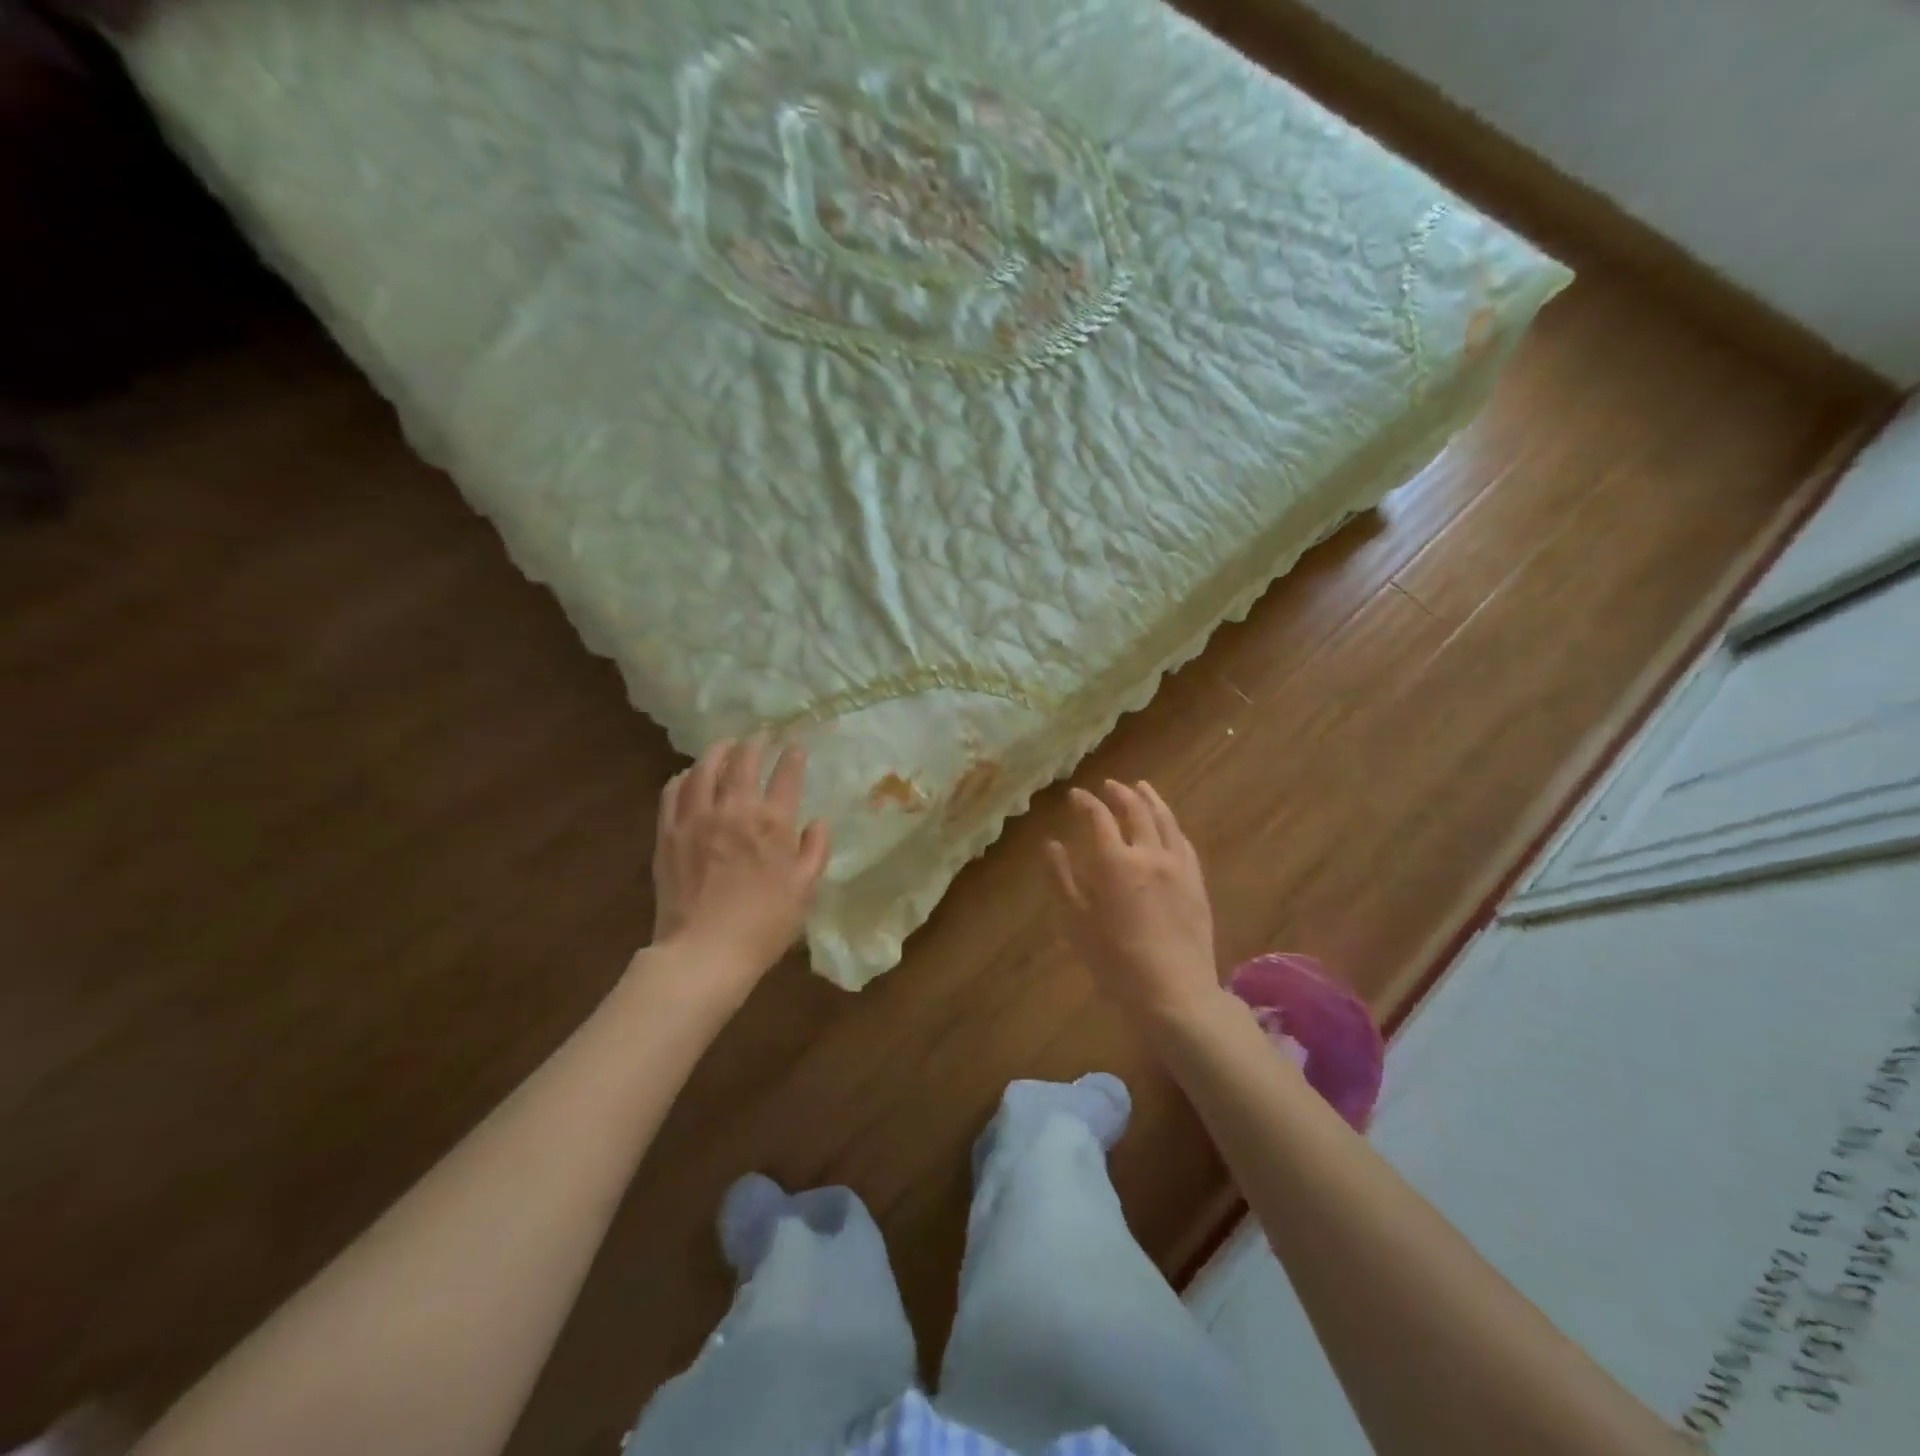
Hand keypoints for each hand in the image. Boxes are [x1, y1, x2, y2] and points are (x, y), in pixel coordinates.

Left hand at [648, 737, 829, 997]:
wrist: (705, 952)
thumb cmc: (765, 924)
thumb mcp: (805, 890)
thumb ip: (815, 850)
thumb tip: (817, 822)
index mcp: (772, 823)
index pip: (786, 776)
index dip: (792, 757)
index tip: (794, 747)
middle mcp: (733, 810)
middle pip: (743, 761)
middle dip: (754, 743)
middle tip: (759, 737)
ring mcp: (696, 818)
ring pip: (704, 769)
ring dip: (717, 752)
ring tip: (725, 747)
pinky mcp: (668, 833)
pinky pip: (673, 792)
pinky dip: (683, 777)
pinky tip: (688, 777)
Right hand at [1048, 780, 1223, 1027]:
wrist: (1173, 991)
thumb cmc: (1114, 960)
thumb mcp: (1075, 921)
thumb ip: (1061, 878)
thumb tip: (1052, 844)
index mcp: (1114, 861)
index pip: (1098, 817)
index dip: (1085, 802)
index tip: (1075, 795)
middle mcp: (1148, 853)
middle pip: (1135, 810)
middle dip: (1119, 793)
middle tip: (1109, 785)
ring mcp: (1178, 866)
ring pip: (1165, 819)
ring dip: (1151, 799)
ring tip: (1142, 787)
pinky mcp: (1197, 882)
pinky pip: (1184, 841)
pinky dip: (1172, 825)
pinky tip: (1168, 825)